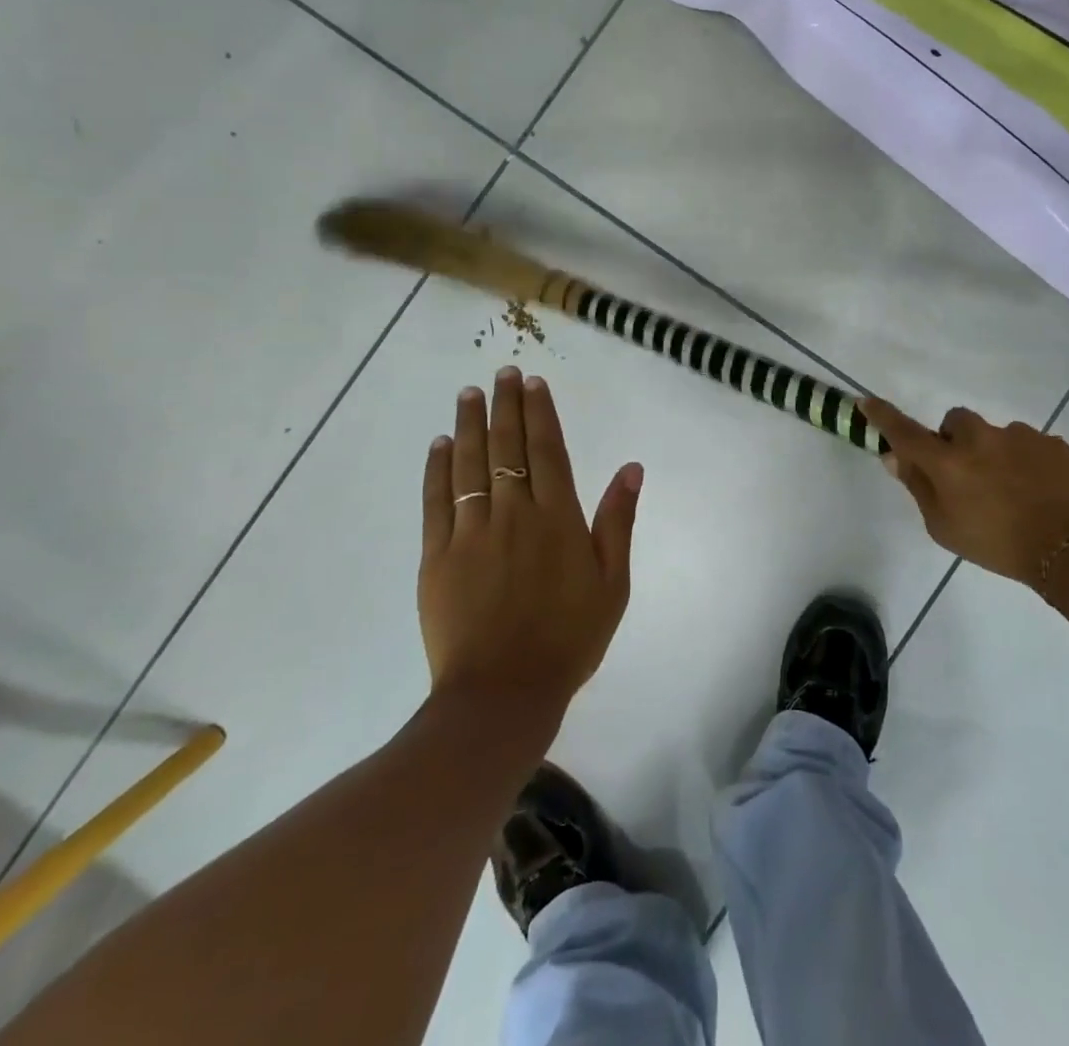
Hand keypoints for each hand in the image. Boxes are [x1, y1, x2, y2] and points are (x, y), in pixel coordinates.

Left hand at [420, 368, 641, 718]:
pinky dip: (438, 469)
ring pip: (469, 465)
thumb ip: (618, 521)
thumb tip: (631, 468)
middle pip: (507, 447)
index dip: (541, 413)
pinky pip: (437, 501)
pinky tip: (439, 445)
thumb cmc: (569, 638)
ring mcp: (471, 533)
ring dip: (469, 425)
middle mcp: (514, 513)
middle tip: (501, 374)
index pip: (548, 451)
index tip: (533, 383)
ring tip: (469, 394)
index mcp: (558, 518)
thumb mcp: (613, 584)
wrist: (503, 694)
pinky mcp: (437, 556)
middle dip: (505, 406)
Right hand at [862, 397, 1068, 587]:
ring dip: (994, 453)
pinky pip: (1030, 446)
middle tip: (966, 474)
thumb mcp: (945, 528)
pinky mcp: (1053, 443)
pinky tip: (1039, 492)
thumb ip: (918, 488)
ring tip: (1013, 492)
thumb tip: (895, 457)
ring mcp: (1020, 436)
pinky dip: (1027, 463)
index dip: (883, 416)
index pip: (905, 431)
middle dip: (954, 440)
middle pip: (955, 422)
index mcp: (947, 462)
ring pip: (995, 435)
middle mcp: (980, 438)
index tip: (866, 401)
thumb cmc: (999, 545)